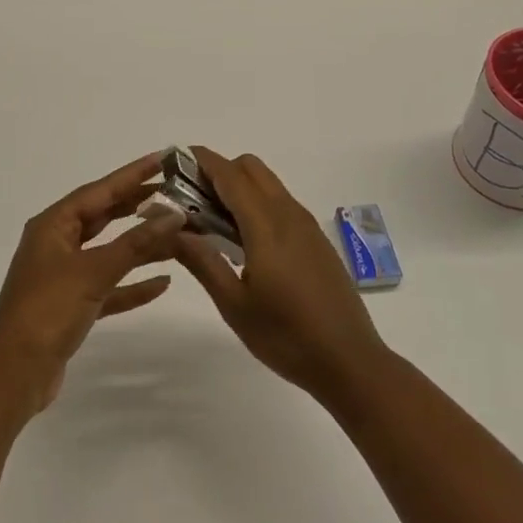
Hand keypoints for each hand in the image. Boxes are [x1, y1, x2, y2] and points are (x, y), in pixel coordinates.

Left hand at [0, 152, 184, 413]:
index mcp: (54, 225)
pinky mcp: (73, 306)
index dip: (132, 174)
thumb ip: (135, 244)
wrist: (12, 376)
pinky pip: (109, 286)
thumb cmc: (47, 311)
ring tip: (178, 234)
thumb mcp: (93, 272)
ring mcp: (64, 276)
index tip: (164, 159)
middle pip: (104, 216)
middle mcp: (58, 244)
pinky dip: (133, 283)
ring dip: (141, 245)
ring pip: (110, 251)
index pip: (100, 190)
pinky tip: (162, 283)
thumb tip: (174, 214)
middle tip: (176, 192)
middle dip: (139, 205)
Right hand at [171, 148, 389, 402]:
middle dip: (220, 171)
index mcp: (266, 226)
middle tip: (193, 199)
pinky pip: (281, 202)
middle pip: (251, 168)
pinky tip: (245, 241)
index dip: (202, 161)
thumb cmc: (286, 337)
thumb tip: (172, 229)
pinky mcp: (316, 239)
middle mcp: (288, 214)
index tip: (176, 161)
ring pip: (268, 183)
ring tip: (213, 221)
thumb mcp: (235, 305)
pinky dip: (257, 203)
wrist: (350, 362)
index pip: (230, 175)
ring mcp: (306, 225)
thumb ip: (203, 261)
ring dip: (239, 187)